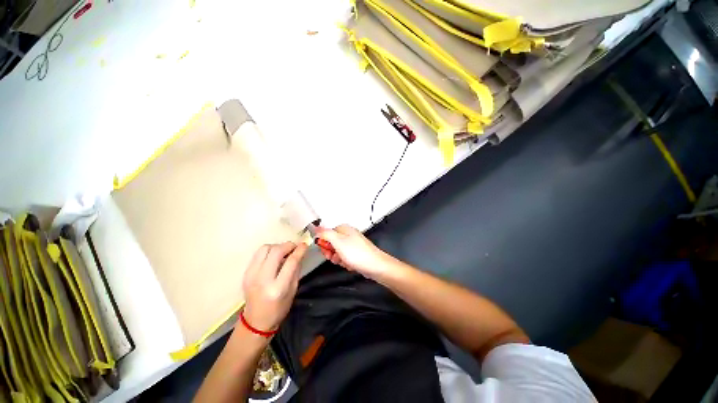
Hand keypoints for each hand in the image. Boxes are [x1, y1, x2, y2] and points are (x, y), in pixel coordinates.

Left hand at [242, 242, 307, 331]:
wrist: (256, 320)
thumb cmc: (279, 308)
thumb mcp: (293, 290)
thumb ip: (296, 270)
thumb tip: (299, 253)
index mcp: (278, 287)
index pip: (290, 262)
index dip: (299, 250)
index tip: (304, 244)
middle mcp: (263, 279)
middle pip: (276, 251)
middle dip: (288, 245)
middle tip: (294, 247)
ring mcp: (251, 275)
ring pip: (265, 249)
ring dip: (277, 246)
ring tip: (283, 252)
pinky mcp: (246, 273)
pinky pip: (258, 254)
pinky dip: (269, 251)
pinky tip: (274, 257)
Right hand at [316, 224, 390, 278]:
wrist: (374, 266)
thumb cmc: (357, 253)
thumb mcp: (337, 241)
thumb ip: (325, 233)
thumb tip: (315, 227)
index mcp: (343, 229)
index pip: (326, 233)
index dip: (324, 243)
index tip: (325, 250)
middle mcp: (348, 235)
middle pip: (331, 243)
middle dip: (331, 253)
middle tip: (335, 257)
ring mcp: (353, 244)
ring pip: (337, 252)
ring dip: (338, 259)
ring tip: (344, 261)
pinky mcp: (356, 253)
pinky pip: (345, 258)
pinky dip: (345, 262)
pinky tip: (350, 265)